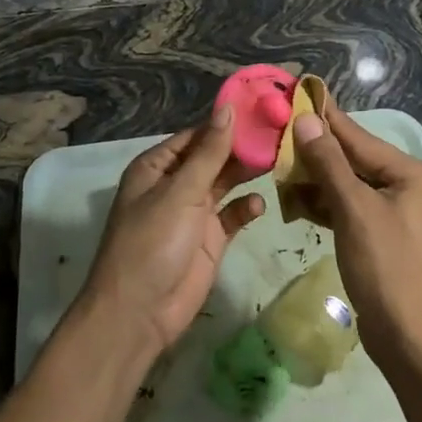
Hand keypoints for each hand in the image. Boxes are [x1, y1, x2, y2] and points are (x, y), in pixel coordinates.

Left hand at [81, 105, 263, 361]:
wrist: (139, 313)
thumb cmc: (152, 243)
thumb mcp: (180, 192)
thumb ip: (209, 152)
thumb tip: (227, 108)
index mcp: (157, 167)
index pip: (197, 135)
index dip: (227, 122)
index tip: (264, 107)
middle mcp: (175, 185)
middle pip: (214, 157)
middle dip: (243, 147)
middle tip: (282, 132)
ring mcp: (193, 213)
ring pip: (226, 183)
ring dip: (248, 173)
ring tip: (280, 159)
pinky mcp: (210, 240)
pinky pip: (233, 215)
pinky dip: (246, 208)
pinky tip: (259, 204)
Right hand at [292, 102, 421, 370]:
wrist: (410, 339)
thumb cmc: (386, 268)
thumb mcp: (354, 210)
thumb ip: (329, 163)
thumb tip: (307, 121)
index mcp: (411, 173)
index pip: (359, 137)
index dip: (326, 117)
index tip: (299, 93)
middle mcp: (407, 186)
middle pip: (353, 159)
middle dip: (315, 151)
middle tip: (277, 131)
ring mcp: (395, 213)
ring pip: (348, 185)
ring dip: (315, 180)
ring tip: (277, 165)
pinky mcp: (381, 236)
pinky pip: (349, 208)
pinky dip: (324, 205)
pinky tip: (294, 201)